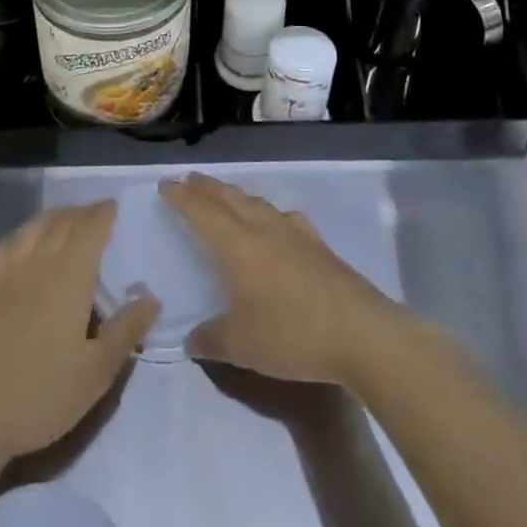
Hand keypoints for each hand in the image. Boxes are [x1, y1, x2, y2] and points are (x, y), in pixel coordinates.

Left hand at [0, 202, 157, 468]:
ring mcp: (6, 268)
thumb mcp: (96, 373)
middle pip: (63, 220)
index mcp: (70, 273)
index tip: (114, 207)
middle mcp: (39, 259)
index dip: (104, 212)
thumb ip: (126, 330)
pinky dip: (27, 232)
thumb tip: (152, 297)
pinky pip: (10, 242)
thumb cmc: (40, 395)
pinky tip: (27, 243)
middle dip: (83, 213)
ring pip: (35, 226)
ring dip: (56, 218)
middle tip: (96, 217)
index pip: (91, 226)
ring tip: (67, 224)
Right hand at [162, 174, 410, 387]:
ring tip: (225, 196)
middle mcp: (262, 228)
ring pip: (256, 203)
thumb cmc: (293, 334)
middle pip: (229, 198)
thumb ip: (212, 339)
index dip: (181, 197)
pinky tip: (275, 222)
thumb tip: (191, 338)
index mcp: (237, 245)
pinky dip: (268, 213)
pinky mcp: (317, 244)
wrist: (360, 332)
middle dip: (206, 187)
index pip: (202, 211)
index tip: (166, 185)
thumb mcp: (242, 346)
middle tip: (190, 180)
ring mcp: (294, 232)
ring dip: (235, 195)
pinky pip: (283, 217)